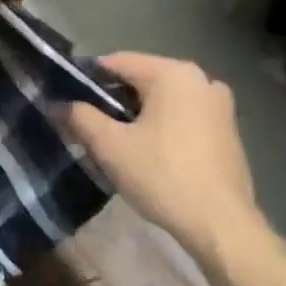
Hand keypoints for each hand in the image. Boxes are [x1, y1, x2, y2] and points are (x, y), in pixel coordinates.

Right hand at [62, 53, 259, 260]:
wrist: (220, 223)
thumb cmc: (162, 176)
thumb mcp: (111, 147)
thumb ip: (81, 118)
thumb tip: (58, 104)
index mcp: (173, 74)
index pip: (118, 62)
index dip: (88, 78)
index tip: (68, 100)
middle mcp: (201, 79)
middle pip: (143, 79)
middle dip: (113, 99)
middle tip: (89, 126)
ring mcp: (219, 104)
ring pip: (165, 99)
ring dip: (138, 114)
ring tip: (116, 142)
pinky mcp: (228, 129)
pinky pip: (184, 115)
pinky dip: (163, 125)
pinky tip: (150, 153)